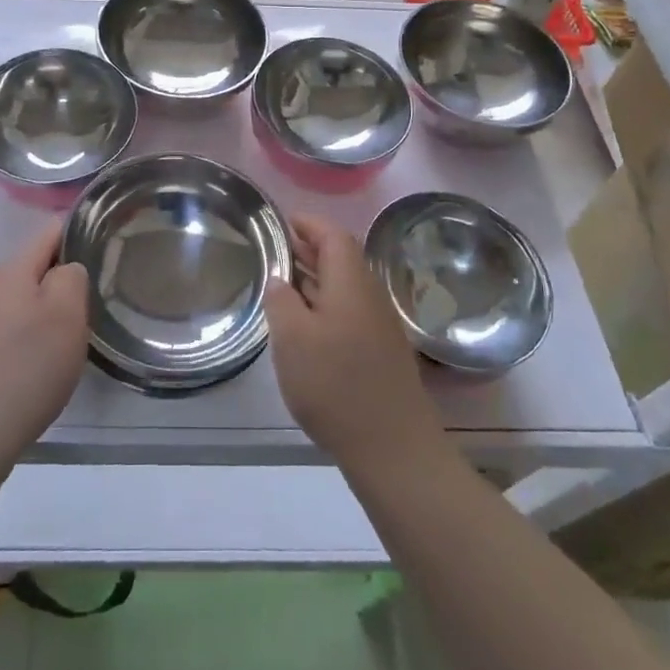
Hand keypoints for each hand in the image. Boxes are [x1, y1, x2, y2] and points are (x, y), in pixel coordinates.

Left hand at [0, 225, 88, 469]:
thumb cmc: (24, 369)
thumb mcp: (67, 315)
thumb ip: (72, 277)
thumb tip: (65, 269)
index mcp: (10, 270)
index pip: (49, 233)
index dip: (77, 236)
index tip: (100, 252)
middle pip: (28, 270)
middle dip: (56, 282)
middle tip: (85, 310)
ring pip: (11, 303)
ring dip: (35, 314)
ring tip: (59, 344)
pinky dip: (15, 341)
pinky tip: (27, 370)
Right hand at [265, 214, 441, 472]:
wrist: (393, 448)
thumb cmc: (336, 385)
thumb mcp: (292, 339)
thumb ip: (281, 300)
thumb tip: (280, 278)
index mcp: (351, 282)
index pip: (333, 235)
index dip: (308, 223)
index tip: (281, 222)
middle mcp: (370, 295)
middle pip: (341, 257)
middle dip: (309, 248)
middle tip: (275, 250)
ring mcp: (379, 323)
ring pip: (345, 285)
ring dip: (316, 277)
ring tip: (283, 283)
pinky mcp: (381, 350)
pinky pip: (350, 309)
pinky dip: (325, 303)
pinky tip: (306, 324)